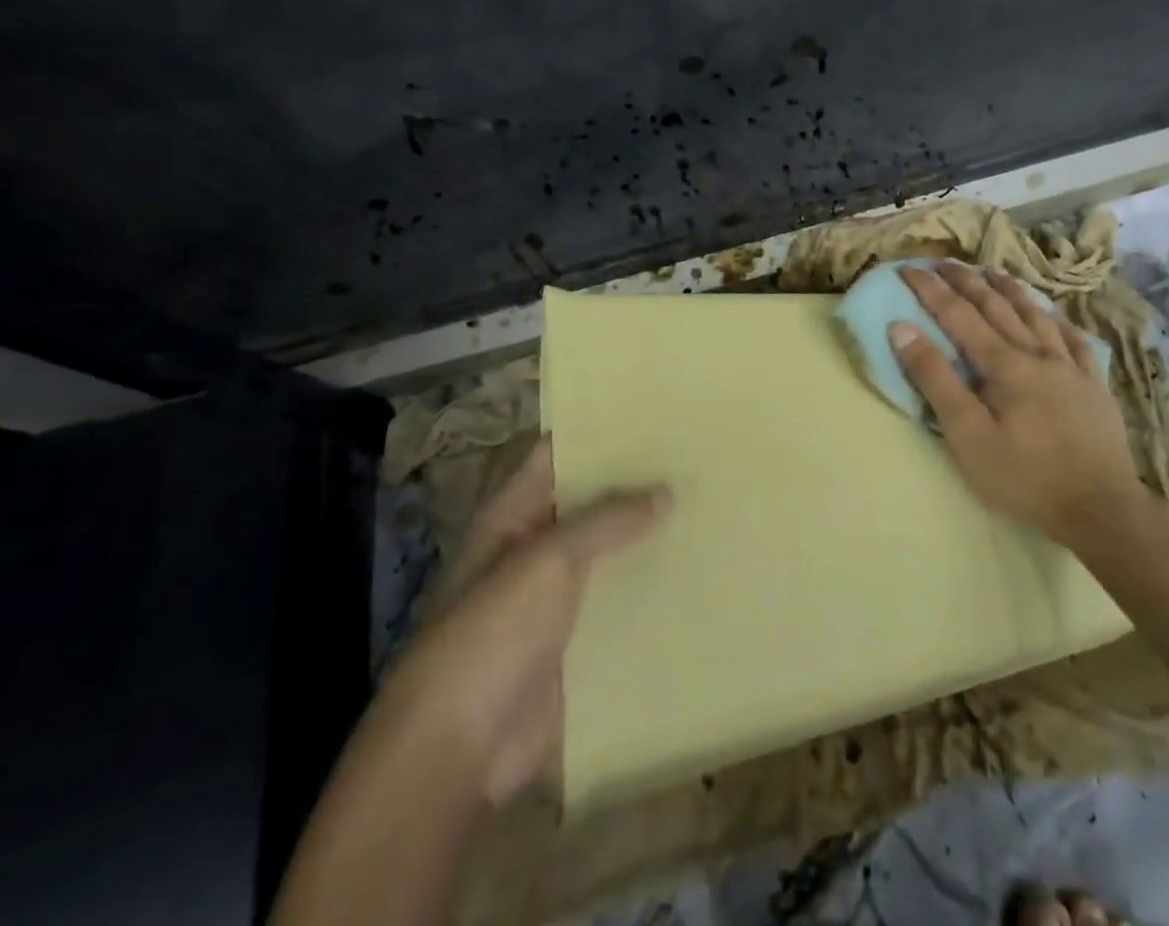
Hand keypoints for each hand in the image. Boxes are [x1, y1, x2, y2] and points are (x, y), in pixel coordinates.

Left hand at [381, 440, 668, 806]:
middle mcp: (534, 551)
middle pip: (590, 506)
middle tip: (695, 460)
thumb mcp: (547, 560)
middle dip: (636, 487)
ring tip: (708, 509)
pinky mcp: (578, 645)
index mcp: (512, 517)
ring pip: (610, 557)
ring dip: (648, 541)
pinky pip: (620, 608)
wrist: (460, 753)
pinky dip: (650, 593)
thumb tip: (664, 491)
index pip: (557, 456)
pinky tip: (697, 575)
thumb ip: (606, 520)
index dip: (598, 433)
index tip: (652, 415)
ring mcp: (556, 601)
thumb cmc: (492, 635)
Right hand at [891, 262, 1143, 548]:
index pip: (958, 314)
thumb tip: (903, 328)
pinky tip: (1051, 315)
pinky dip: (1056, 321)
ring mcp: (1070, 367)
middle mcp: (1036, 353)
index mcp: (1003, 364)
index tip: (908, 269)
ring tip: (991, 272)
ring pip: (1035, 315)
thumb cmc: (1024, 476)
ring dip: (1009, 290)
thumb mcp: (967, 435)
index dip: (930, 290)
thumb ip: (935, 379)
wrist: (1101, 508)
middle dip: (966, 281)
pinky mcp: (1094, 385)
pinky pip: (1074, 340)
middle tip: (943, 263)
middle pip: (996, 306)